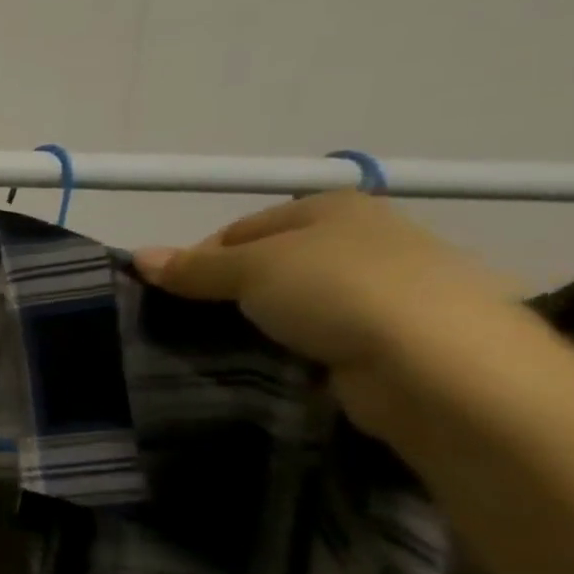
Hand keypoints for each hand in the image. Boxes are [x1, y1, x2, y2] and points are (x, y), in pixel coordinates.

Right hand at [133, 191, 515, 435]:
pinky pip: (315, 338)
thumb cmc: (337, 290)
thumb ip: (192, 266)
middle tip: (188, 322)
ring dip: (254, 324)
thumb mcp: (249, 268)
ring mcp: (380, 291)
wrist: (436, 365)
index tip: (170, 293)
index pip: (239, 230)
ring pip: (288, 304)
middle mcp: (360, 241)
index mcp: (332, 208)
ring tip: (218, 347)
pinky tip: (264, 363)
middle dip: (224, 293)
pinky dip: (287, 349)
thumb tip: (137, 258)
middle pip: (264, 266)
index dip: (198, 258)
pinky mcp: (386, 338)